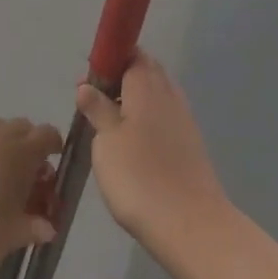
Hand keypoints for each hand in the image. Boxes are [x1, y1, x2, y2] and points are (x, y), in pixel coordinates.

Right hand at [78, 52, 228, 254]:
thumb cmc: (138, 176)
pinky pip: (166, 116)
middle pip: (148, 72)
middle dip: (123, 77)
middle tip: (96, 99)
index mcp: (147, 86)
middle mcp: (169, 95)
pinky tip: (134, 142)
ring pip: (158, 94)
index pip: (132, 54)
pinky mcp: (190, 144)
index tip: (91, 77)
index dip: (112, 59)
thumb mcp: (106, 141)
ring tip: (110, 123)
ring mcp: (184, 119)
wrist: (188, 223)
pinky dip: (149, 119)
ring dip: (136, 99)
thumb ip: (98, 109)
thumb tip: (86, 85)